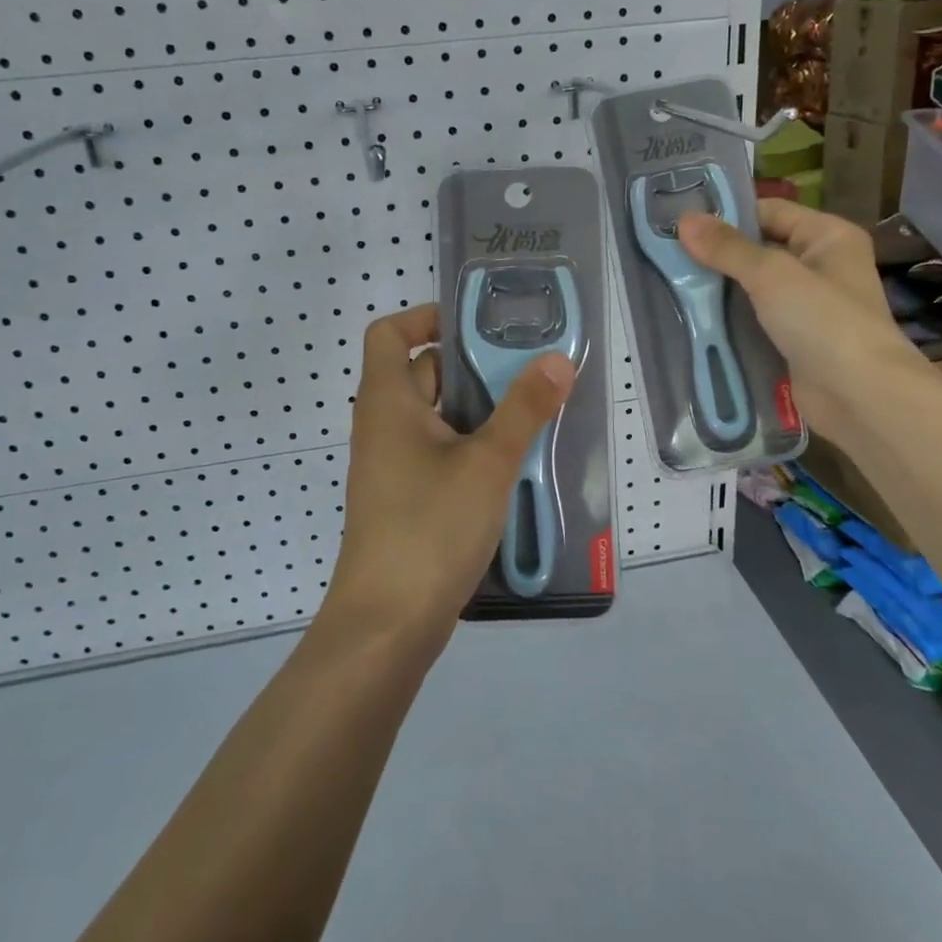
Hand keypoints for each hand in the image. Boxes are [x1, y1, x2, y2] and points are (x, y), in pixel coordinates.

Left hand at [324, 304, 575, 648]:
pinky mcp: (406, 497)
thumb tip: (558, 359)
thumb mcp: (487, 463)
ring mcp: (392, 465)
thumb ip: (524, 409)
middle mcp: (383, 425)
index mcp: (387, 401)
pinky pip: (439, 452)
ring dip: (479, 410)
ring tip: (533, 410)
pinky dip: (471, 445)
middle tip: (528, 368)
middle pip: (422, 372)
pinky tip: (513, 462)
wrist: (387, 624)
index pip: (389, 333)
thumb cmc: (430, 527)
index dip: (427, 317)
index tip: (478, 326)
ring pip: (437, 416)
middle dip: (473, 366)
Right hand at [677, 199, 924, 444]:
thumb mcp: (771, 275)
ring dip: (718, 290)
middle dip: (716, 255)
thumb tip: (685, 219)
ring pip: (753, 288)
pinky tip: (692, 319)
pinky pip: (754, 321)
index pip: (770, 211)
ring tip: (669, 285)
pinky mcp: (793, 341)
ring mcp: (807, 307)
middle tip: (666, 255)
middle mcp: (820, 266)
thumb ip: (727, 248)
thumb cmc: (824, 321)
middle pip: (759, 249)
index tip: (679, 222)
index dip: (727, 214)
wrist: (860, 397)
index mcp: (827, 236)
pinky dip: (728, 321)